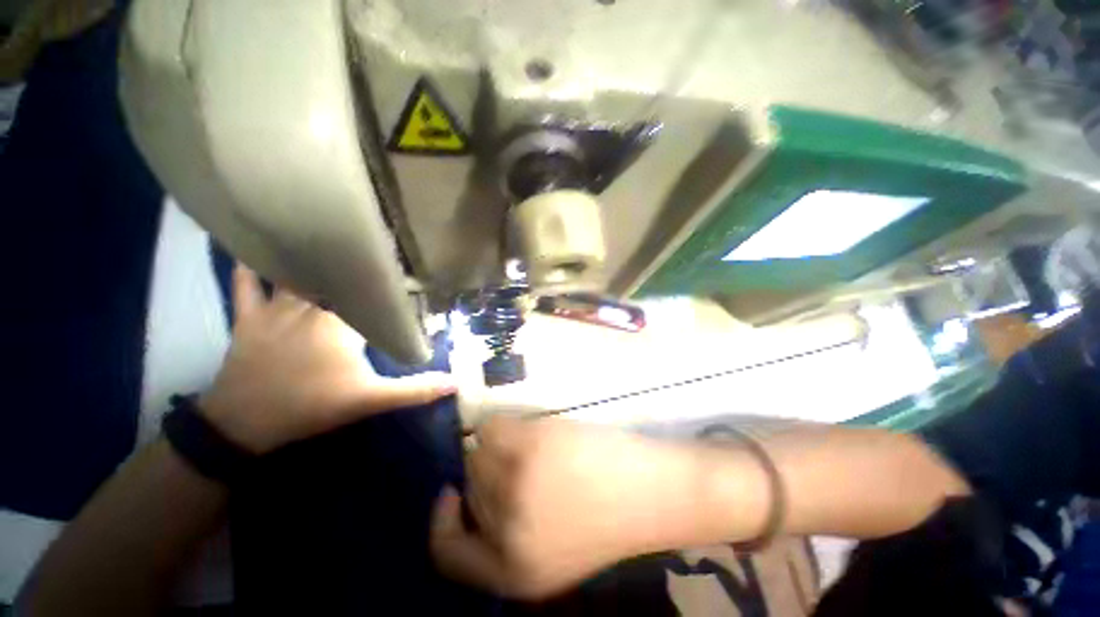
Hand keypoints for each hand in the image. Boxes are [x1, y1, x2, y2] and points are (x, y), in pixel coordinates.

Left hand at [199, 265, 455, 453]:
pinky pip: (246, 285)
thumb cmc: (313, 406)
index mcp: (343, 323)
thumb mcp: (371, 400)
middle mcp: (311, 307)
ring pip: (295, 274)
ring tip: (323, 238)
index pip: (371, 295)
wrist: (245, 423)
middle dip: (353, 266)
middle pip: (335, 279)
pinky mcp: (248, 318)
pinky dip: (247, 268)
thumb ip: (415, 390)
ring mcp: (276, 309)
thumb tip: (456, 383)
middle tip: (369, 251)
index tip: (405, 270)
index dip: (388, 283)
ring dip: (308, 259)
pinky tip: (252, 250)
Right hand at [430, 417, 727, 599]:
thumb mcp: (549, 552)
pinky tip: (530, 431)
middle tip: (518, 465)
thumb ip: (507, 535)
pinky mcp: (530, 445)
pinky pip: (490, 427)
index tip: (451, 494)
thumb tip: (472, 495)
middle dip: (487, 475)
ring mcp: (515, 485)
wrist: (652, 493)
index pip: (445, 553)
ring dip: (497, 448)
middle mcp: (504, 533)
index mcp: (510, 572)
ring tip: (531, 448)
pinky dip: (503, 426)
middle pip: (467, 489)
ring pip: (477, 454)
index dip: (443, 520)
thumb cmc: (606, 520)